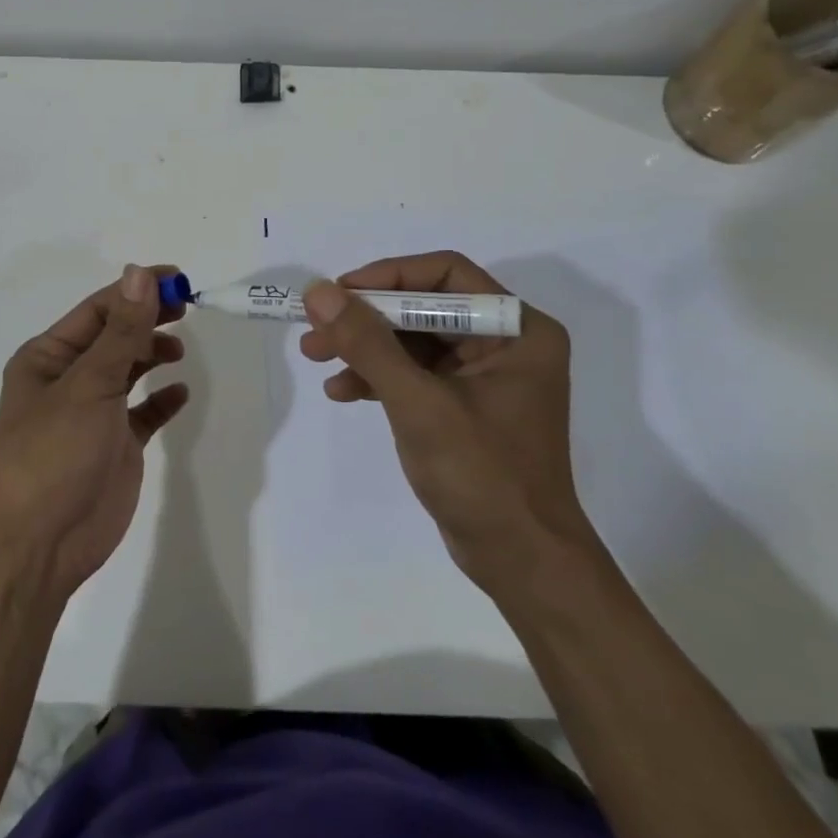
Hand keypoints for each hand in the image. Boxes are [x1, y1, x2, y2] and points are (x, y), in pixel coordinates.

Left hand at [0, 264, 189, 598]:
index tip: (178, 280)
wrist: (42, 543)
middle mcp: (68, 379)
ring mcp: (93, 413)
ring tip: (177, 351)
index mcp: (48, 357)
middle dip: (148, 320)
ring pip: (128, 370)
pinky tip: (179, 393)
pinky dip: (161, 400)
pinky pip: (143, 412)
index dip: (136, 292)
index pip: (98, 311)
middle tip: (187, 308)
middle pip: (115, 336)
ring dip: (153, 354)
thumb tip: (140, 273)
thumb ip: (121, 331)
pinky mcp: (115, 444)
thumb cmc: (55, 452)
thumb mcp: (89, 384)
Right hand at [299, 251, 594, 599]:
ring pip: (413, 340)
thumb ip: (368, 344)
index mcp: (517, 329)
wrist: (521, 563)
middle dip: (367, 318)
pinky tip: (341, 392)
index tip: (339, 292)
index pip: (446, 274)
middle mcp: (505, 342)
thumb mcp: (419, 404)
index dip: (389, 277)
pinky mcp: (463, 404)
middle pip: (424, 307)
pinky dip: (378, 378)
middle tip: (316, 328)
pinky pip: (415, 373)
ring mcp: (484, 375)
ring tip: (315, 357)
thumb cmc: (482, 476)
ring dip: (364, 347)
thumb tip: (319, 292)